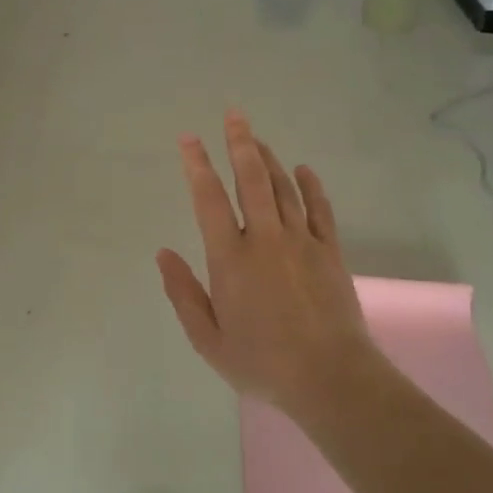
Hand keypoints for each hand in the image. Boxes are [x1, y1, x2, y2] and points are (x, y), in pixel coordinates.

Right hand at [157, 112, 387, 419]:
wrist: (330, 377)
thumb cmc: (262, 363)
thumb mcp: (208, 339)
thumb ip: (183, 293)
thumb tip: (163, 253)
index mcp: (230, 259)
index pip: (209, 200)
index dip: (198, 166)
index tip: (189, 140)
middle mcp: (265, 240)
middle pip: (251, 180)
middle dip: (239, 144)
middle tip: (233, 115)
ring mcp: (301, 242)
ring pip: (283, 188)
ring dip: (269, 159)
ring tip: (256, 138)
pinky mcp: (329, 251)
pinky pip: (319, 208)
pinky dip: (310, 185)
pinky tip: (303, 169)